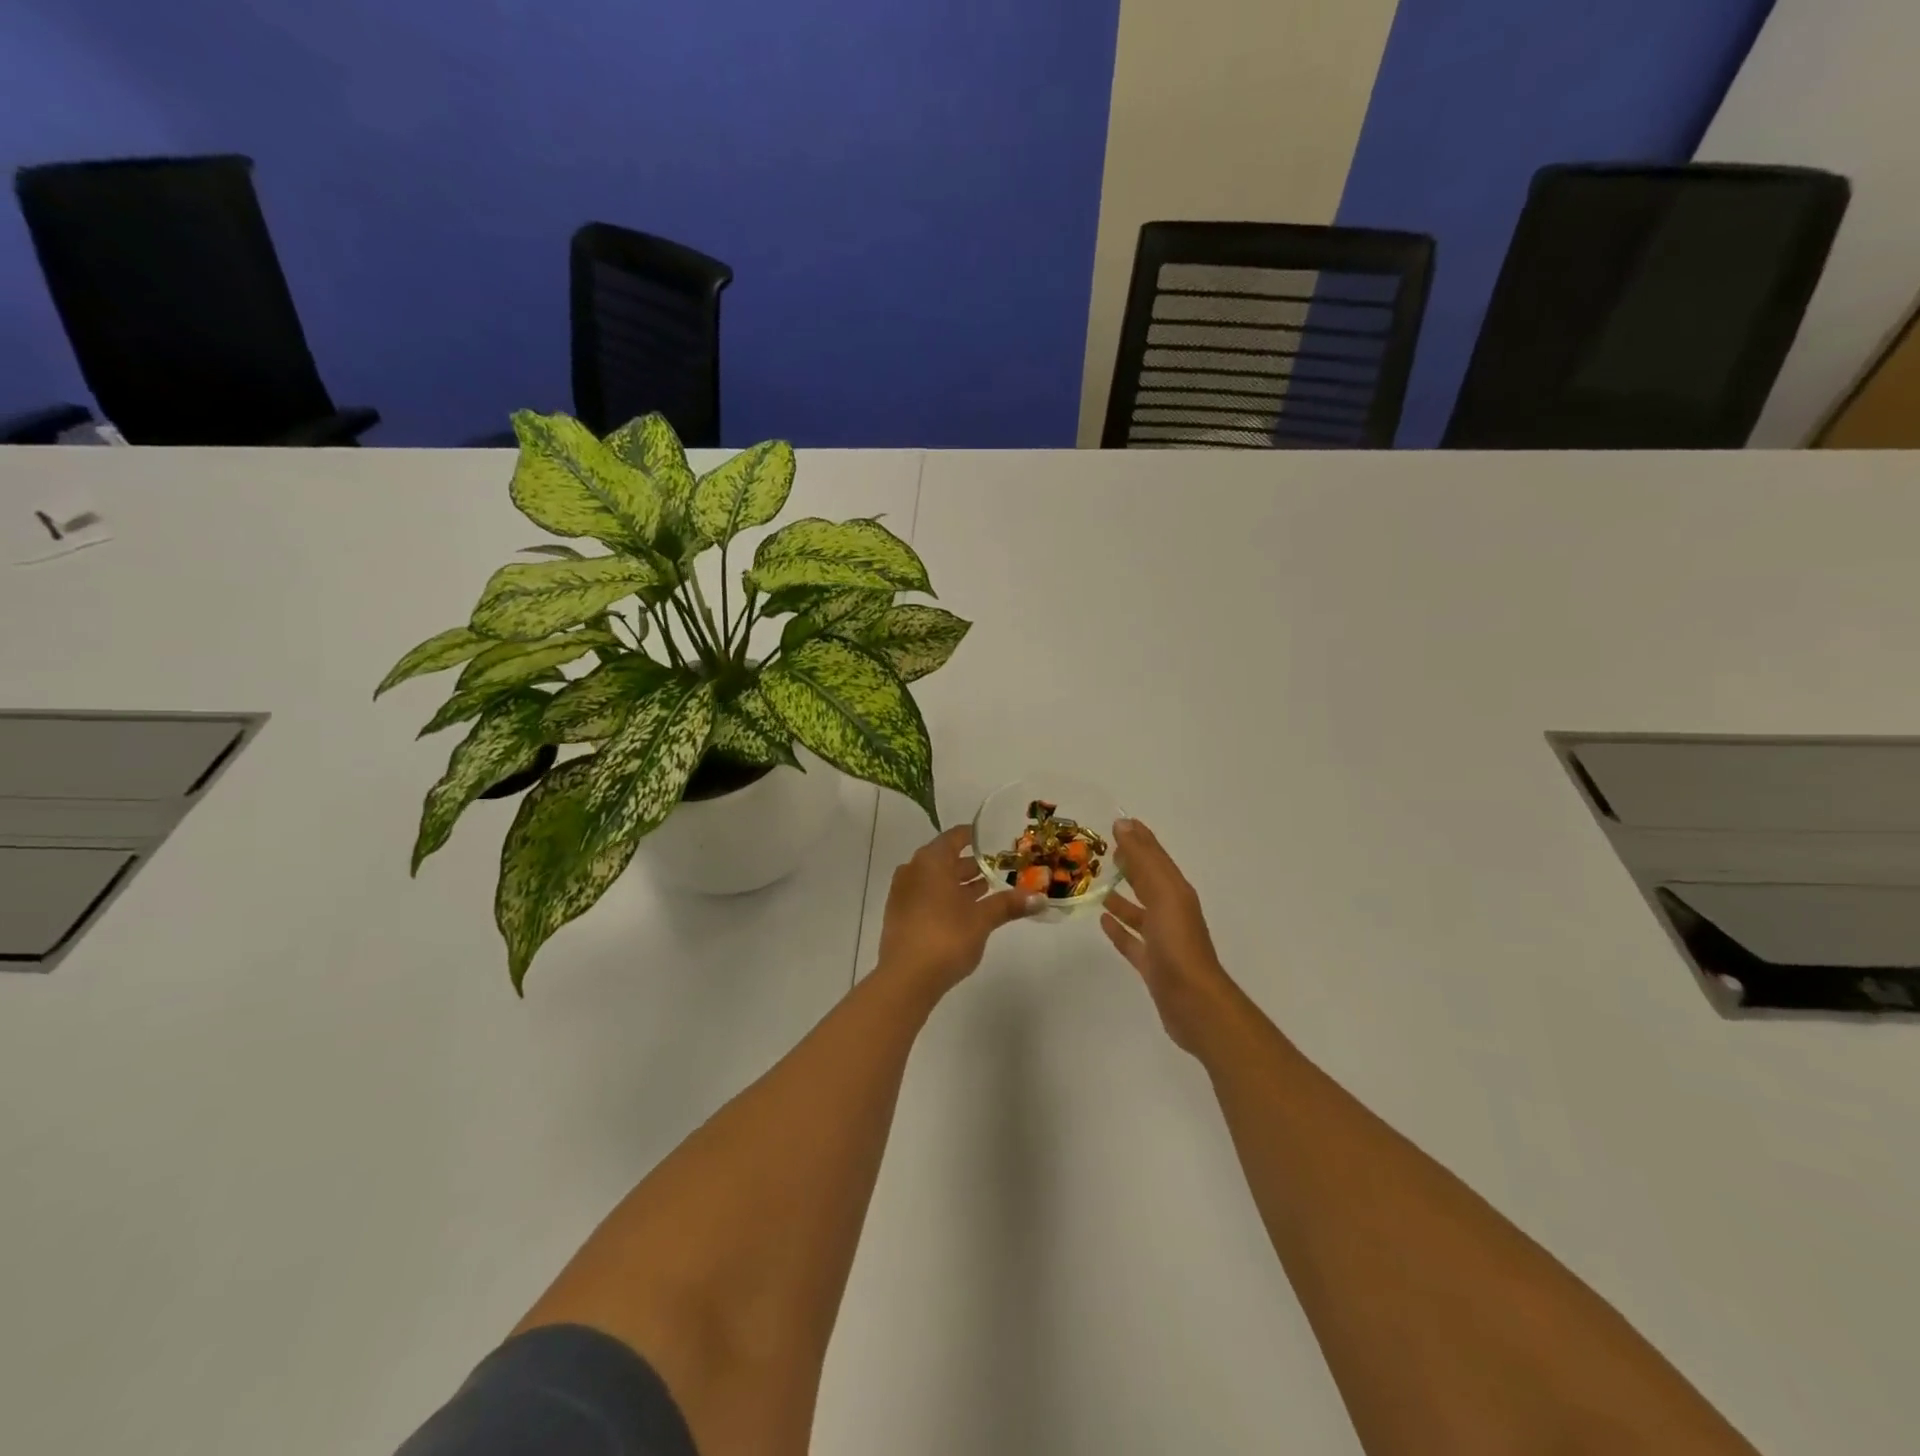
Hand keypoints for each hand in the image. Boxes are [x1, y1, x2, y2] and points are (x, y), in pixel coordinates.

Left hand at [875, 826, 1042, 1000]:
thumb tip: (1040, 898)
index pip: (954, 837)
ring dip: (958, 884)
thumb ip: (1008, 904)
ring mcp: (903, 893)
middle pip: (944, 859)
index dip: (975, 837)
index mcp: (931, 861)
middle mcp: (913, 870)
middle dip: (971, 864)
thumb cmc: (946, 937)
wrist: (905, 978)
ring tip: (986, 891)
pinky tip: (965, 913)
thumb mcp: (982, 919)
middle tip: (998, 869)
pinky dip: (945, 898)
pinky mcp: (900, 916)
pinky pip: (926, 896)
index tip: (994, 840)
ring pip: (935, 880)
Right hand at [1101, 819, 1237, 1055]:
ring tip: (1098, 884)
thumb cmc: (1178, 944)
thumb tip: (1124, 824)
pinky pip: (1132, 940)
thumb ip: (1144, 860)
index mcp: (1176, 892)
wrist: (1194, 1003)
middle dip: (1130, 864)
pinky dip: (1119, 929)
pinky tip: (1102, 920)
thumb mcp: (1163, 894)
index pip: (1155, 857)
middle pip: (1148, 881)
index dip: (1139, 839)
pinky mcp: (1152, 964)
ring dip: (1122, 896)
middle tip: (1104, 849)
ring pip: (1139, 910)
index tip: (1118, 822)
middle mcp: (1171, 912)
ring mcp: (1162, 940)